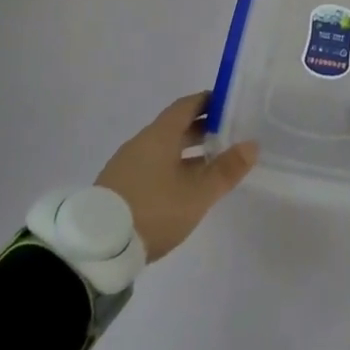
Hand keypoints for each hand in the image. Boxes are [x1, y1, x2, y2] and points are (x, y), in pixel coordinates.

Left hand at [95, 93, 257, 260]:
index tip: (228, 104)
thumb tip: (252, 145)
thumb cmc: (154, 210)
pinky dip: (172, 166)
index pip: (186, 106)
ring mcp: (127, 164)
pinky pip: (151, 165)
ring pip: (163, 148)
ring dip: (187, 151)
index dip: (208, 102)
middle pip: (174, 127)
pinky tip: (183, 186)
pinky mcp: (118, 186)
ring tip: (211, 163)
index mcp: (160, 135)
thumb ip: (226, 169)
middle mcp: (141, 143)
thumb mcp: (197, 194)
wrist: (98, 247)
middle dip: (201, 128)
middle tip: (228, 134)